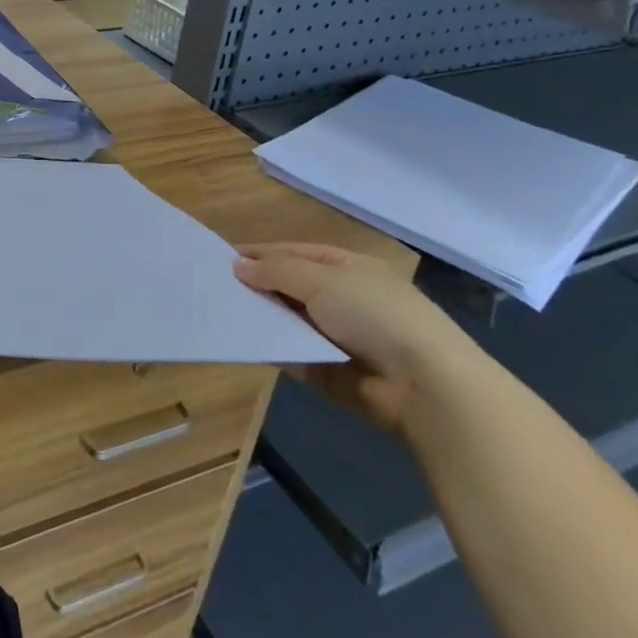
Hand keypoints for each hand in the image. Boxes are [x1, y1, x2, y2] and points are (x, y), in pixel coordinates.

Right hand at [233, 243, 479, 432]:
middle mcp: (341, 298)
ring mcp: (336, 336)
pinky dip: (273, 349)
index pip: (295, 253)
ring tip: (220, 314)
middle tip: (214, 288)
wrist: (423, 384)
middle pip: (289, 287)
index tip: (223, 258)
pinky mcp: (329, 370)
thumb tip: (238, 264)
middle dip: (257, 287)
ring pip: (288, 321)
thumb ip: (276, 271)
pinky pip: (293, 354)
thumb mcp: (321, 280)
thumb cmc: (374, 315)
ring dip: (262, 318)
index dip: (261, 254)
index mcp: (347, 268)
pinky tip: (243, 343)